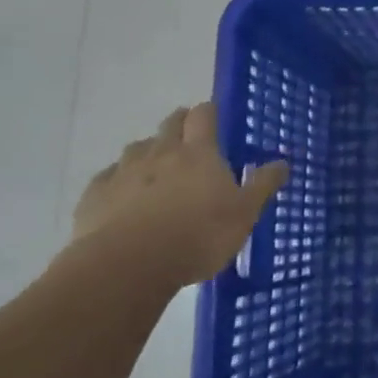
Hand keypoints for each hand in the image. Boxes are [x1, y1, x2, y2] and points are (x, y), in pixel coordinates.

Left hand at [68, 103, 288, 291]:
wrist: (127, 265)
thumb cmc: (198, 236)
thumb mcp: (244, 215)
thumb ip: (262, 186)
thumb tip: (283, 162)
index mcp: (199, 153)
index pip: (203, 115)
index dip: (208, 112)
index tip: (213, 117)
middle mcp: (160, 152)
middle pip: (169, 124)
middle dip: (179, 125)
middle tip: (188, 138)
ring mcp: (124, 171)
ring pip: (137, 148)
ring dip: (148, 152)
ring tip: (156, 170)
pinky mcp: (95, 195)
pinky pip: (108, 178)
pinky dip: (118, 181)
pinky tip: (122, 197)